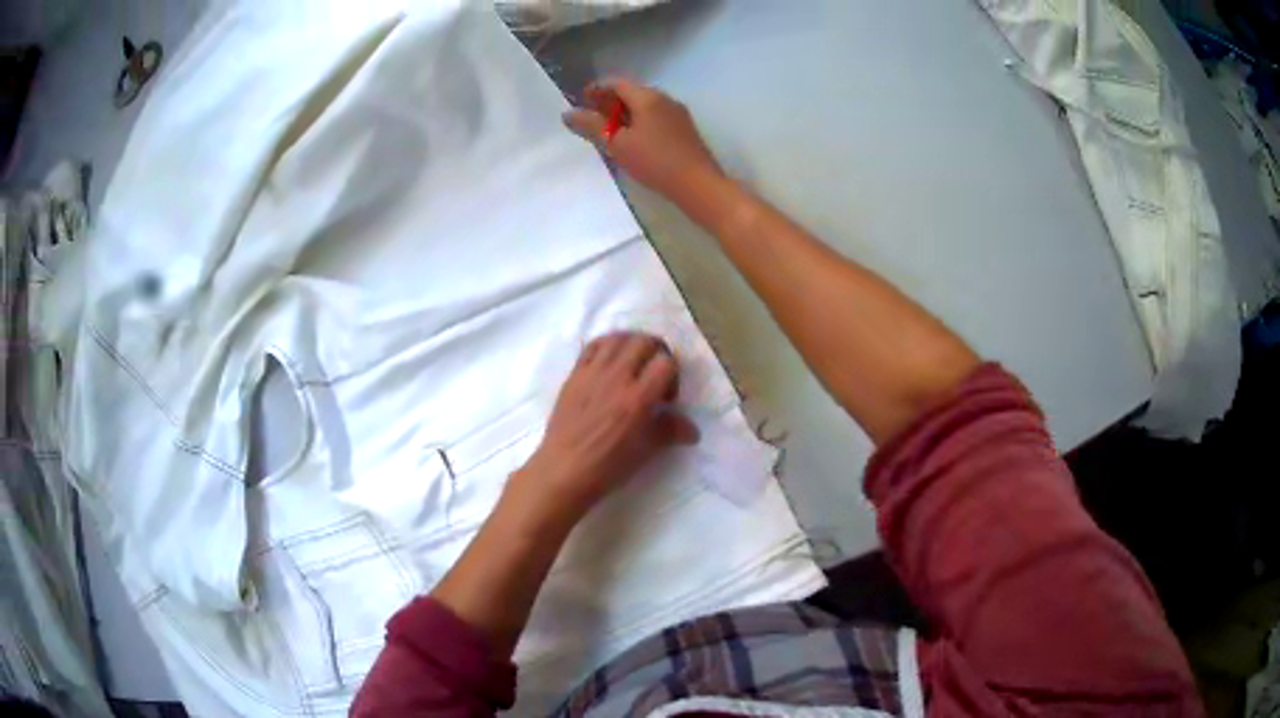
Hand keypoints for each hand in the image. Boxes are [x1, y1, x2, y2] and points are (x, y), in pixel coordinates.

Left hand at [511, 332, 699, 523]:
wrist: (563, 470)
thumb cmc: (607, 466)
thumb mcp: (645, 451)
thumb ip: (670, 432)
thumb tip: (692, 430)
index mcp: (637, 398)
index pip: (666, 363)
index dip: (674, 375)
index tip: (668, 397)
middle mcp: (616, 377)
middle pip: (644, 341)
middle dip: (657, 354)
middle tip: (655, 375)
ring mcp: (592, 373)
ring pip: (618, 337)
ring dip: (632, 345)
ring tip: (634, 364)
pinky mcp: (574, 374)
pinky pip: (592, 346)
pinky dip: (607, 346)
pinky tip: (610, 363)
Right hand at [563, 79, 723, 203]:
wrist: (699, 185)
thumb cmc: (655, 161)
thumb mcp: (617, 144)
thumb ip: (592, 126)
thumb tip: (567, 113)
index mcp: (648, 97)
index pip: (617, 83)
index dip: (597, 89)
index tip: (581, 100)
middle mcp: (665, 99)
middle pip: (632, 92)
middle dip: (610, 101)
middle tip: (592, 116)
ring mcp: (678, 114)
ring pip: (645, 106)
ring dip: (625, 113)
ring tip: (609, 131)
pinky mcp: (685, 130)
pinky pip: (656, 118)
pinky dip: (639, 122)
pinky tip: (633, 141)